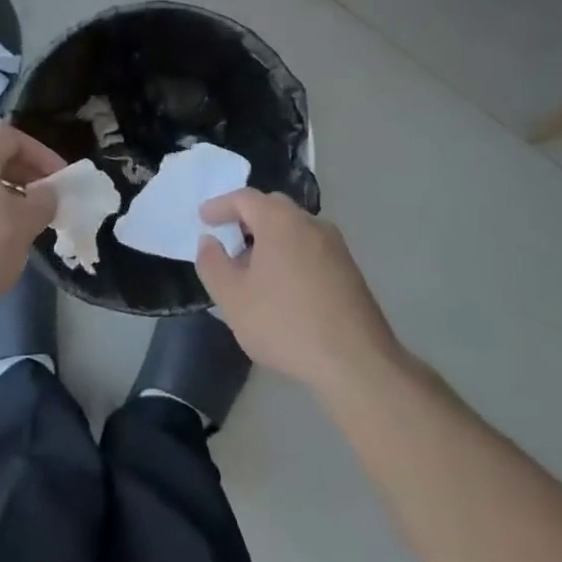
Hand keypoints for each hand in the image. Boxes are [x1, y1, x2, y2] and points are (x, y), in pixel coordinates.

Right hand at [196, 190, 399, 393]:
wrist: (356, 362)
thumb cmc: (286, 324)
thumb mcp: (233, 298)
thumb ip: (212, 264)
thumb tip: (209, 241)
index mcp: (280, 221)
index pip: (244, 198)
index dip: (220, 206)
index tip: (204, 219)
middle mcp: (311, 223)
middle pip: (272, 208)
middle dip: (247, 220)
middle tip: (228, 241)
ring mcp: (335, 246)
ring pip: (294, 230)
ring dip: (270, 240)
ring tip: (253, 271)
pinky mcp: (350, 270)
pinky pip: (310, 249)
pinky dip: (290, 255)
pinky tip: (283, 288)